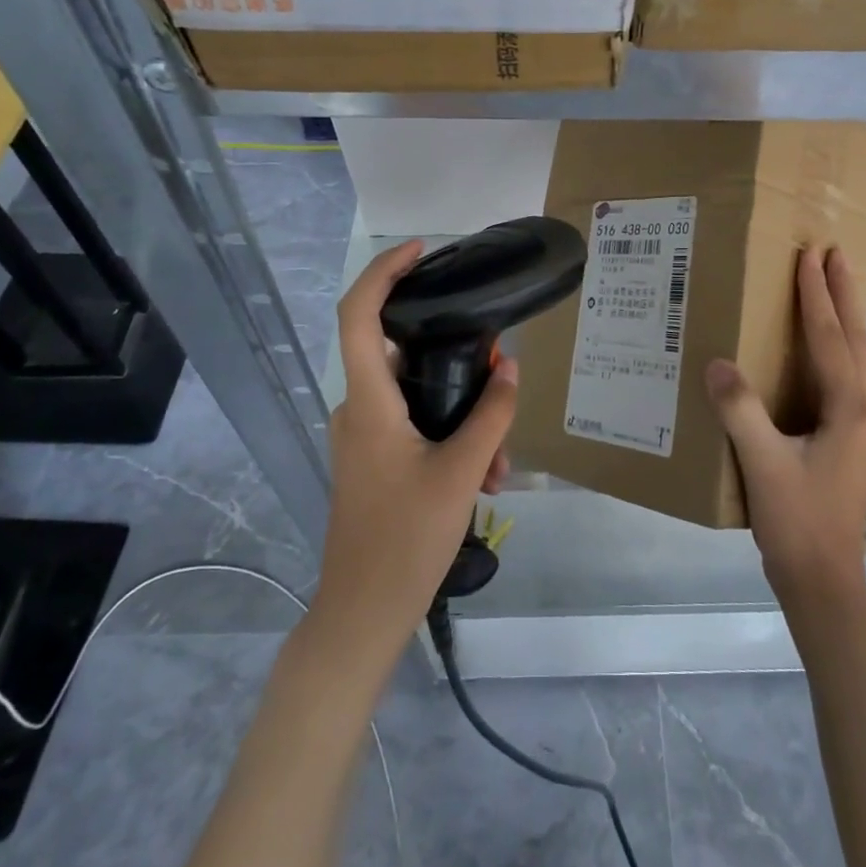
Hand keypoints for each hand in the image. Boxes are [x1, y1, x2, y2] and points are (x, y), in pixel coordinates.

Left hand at [311, 241, 515, 656]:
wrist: (362, 614)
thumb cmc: (406, 540)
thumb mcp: (462, 473)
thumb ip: (491, 415)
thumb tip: (509, 366)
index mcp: (369, 402)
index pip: (359, 314)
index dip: (384, 273)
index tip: (420, 252)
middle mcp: (357, 408)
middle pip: (401, 353)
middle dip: (455, 361)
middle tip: (499, 374)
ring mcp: (362, 436)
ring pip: (415, 396)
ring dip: (461, 413)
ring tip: (500, 458)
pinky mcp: (371, 458)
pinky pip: (412, 424)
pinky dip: (448, 434)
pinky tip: (484, 475)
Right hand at [705, 247, 865, 604]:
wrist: (824, 579)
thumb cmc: (795, 520)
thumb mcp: (762, 463)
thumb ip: (740, 410)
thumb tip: (717, 362)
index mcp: (849, 408)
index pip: (831, 337)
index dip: (817, 294)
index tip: (811, 255)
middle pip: (858, 339)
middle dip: (845, 293)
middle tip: (834, 253)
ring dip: (855, 321)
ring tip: (844, 294)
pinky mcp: (861, 442)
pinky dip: (860, 354)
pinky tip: (853, 360)